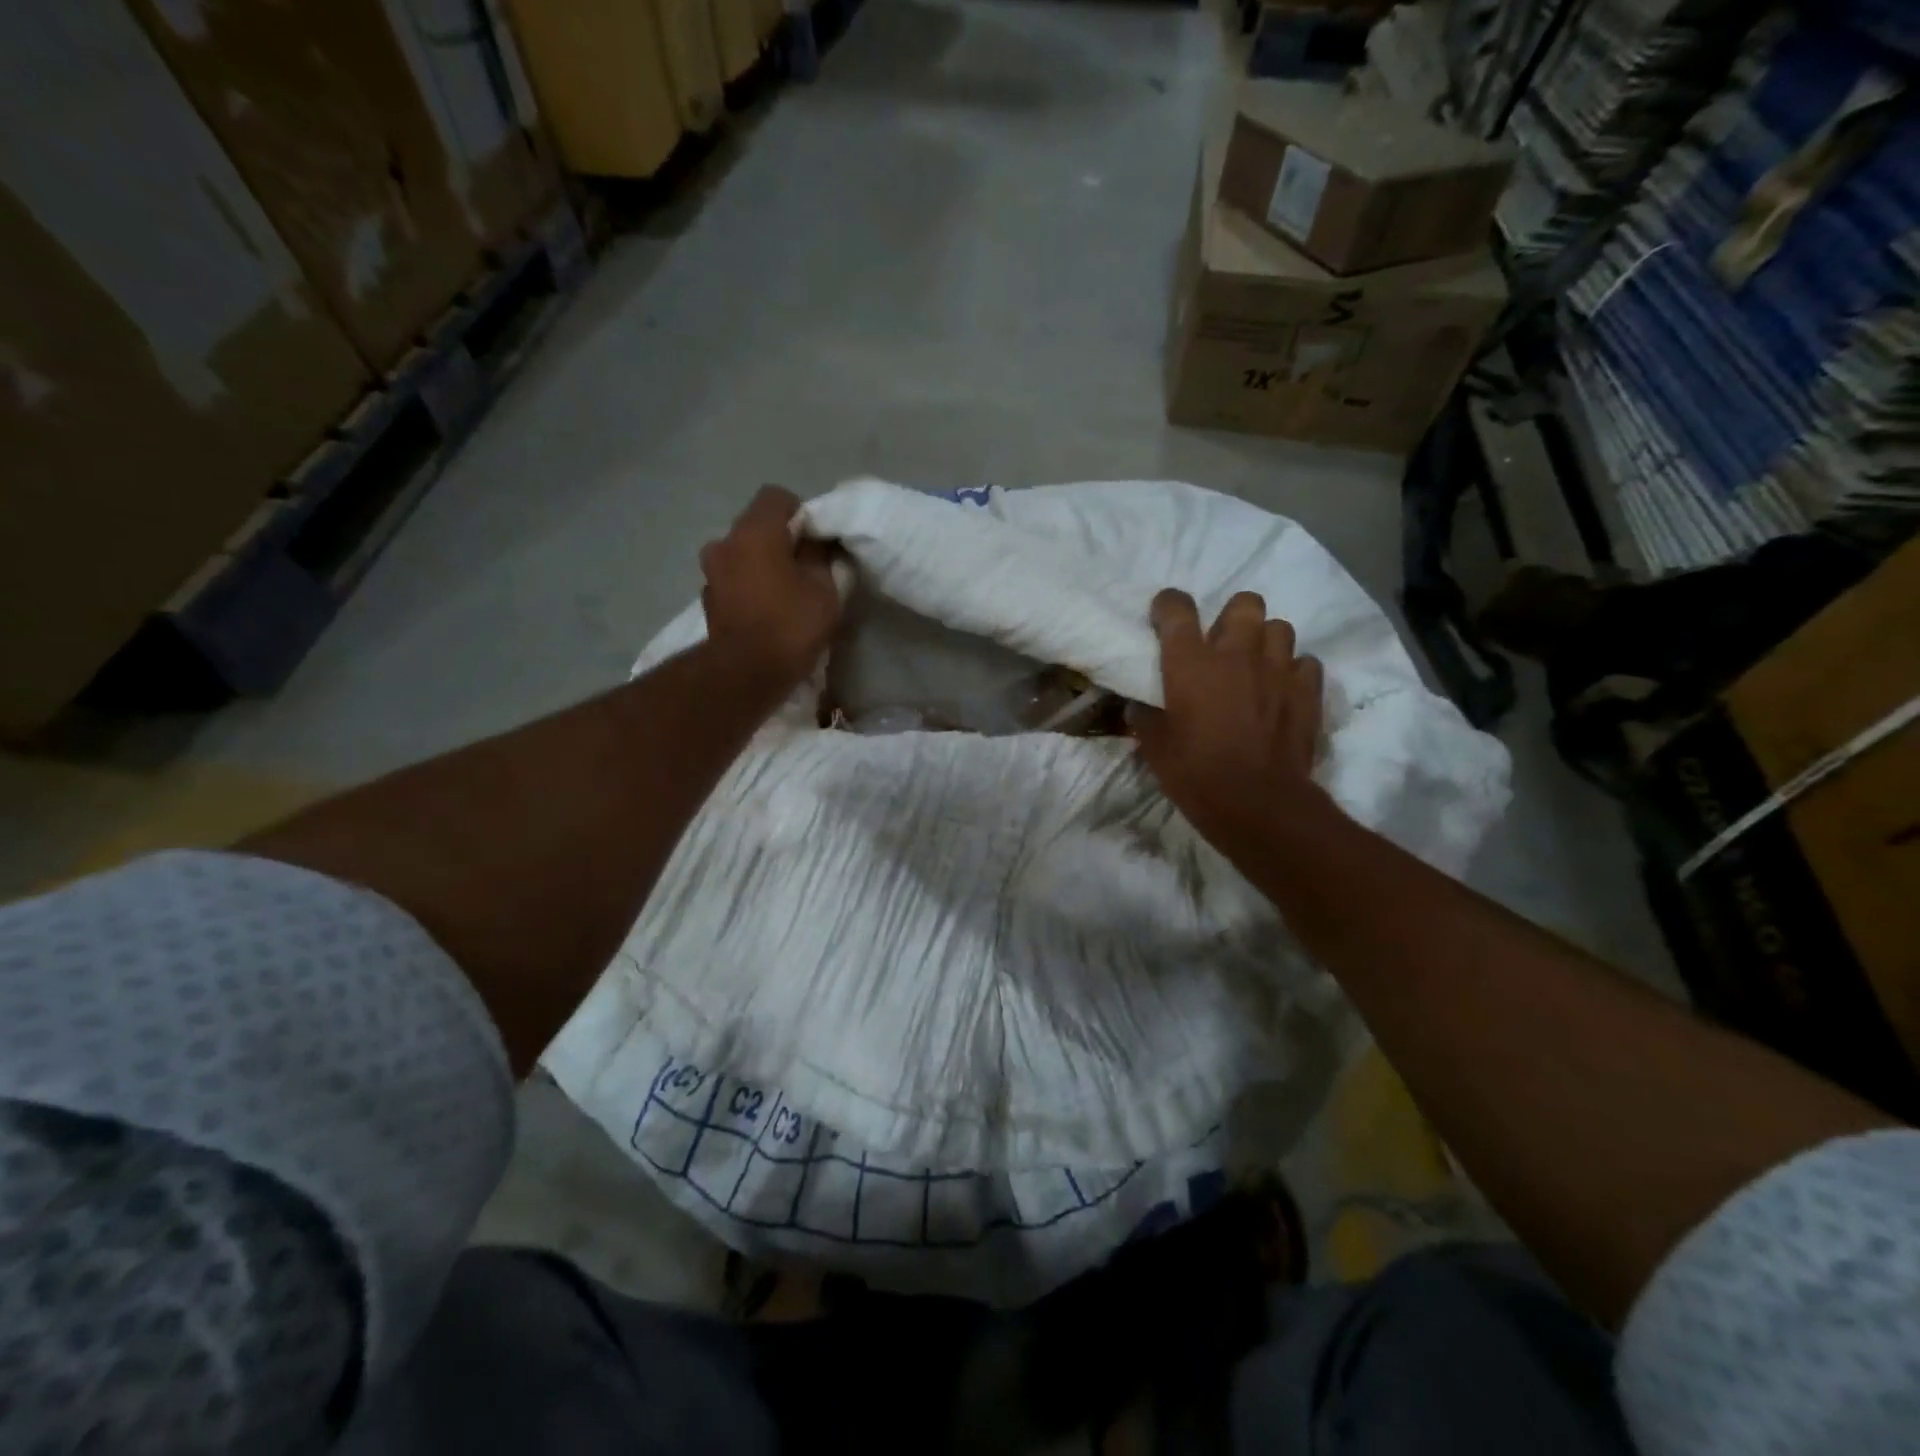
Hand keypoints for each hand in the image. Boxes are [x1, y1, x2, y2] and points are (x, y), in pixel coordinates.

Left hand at [700, 486, 841, 684]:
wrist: (744, 675)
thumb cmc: (789, 625)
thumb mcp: (825, 590)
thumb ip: (822, 558)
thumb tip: (817, 545)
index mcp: (754, 531)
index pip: (777, 497)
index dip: (802, 514)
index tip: (817, 542)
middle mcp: (725, 542)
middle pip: (757, 526)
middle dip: (781, 541)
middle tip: (806, 568)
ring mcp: (711, 572)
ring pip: (743, 554)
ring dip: (762, 565)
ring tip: (786, 592)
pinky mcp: (708, 600)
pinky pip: (734, 580)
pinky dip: (750, 587)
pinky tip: (767, 611)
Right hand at [1131, 589, 1326, 850]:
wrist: (1258, 804)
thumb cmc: (1196, 773)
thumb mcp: (1155, 748)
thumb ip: (1146, 719)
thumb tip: (1139, 707)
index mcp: (1191, 662)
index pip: (1177, 608)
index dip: (1168, 605)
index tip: (1163, 617)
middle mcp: (1236, 653)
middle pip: (1244, 603)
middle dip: (1232, 617)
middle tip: (1221, 644)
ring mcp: (1277, 669)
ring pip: (1279, 627)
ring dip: (1265, 641)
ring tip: (1255, 665)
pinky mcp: (1307, 691)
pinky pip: (1305, 663)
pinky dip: (1293, 671)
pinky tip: (1282, 690)